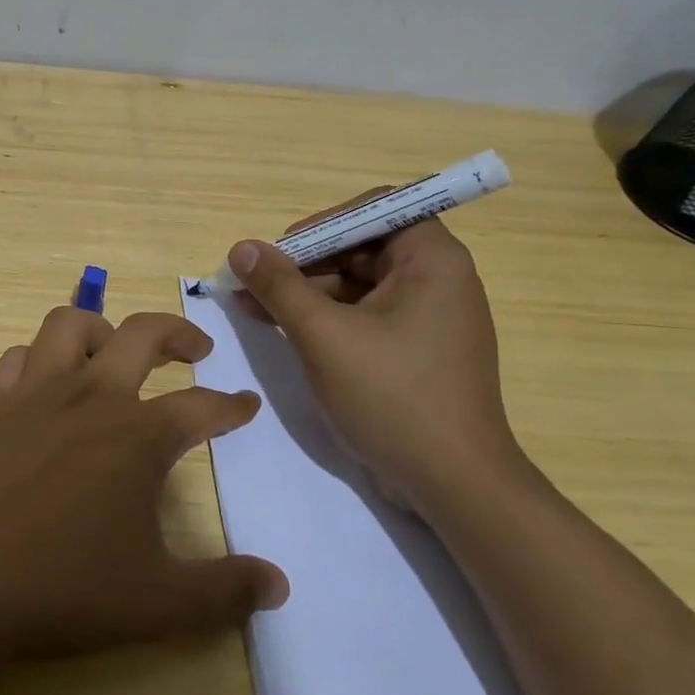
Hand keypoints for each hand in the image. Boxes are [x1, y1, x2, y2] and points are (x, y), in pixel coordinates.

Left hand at [0, 307, 287, 671]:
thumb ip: (224, 591)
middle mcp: (90, 396)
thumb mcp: (156, 602)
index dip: (231, 405)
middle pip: (142, 334)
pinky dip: (39, 359)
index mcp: (138, 435)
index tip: (246, 404)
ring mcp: (34, 393)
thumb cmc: (57, 586)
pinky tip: (44, 382)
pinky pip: (18, 358)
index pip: (201, 406)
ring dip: (102, 326)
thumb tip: (280, 585)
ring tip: (115, 347)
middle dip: (178, 333)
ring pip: (71, 324)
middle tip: (197, 350)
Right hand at [227, 206, 525, 517]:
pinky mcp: (415, 351)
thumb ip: (280, 287)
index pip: (376, 209)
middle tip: (256, 283)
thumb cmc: (393, 397)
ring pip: (358, 284)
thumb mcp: (324, 336)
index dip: (323, 223)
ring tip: (253, 308)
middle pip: (361, 247)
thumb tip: (241, 248)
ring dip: (306, 293)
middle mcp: (437, 279)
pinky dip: (325, 319)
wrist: (454, 485)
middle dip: (305, 263)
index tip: (283, 250)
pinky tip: (282, 330)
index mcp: (432, 260)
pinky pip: (364, 316)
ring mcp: (428, 318)